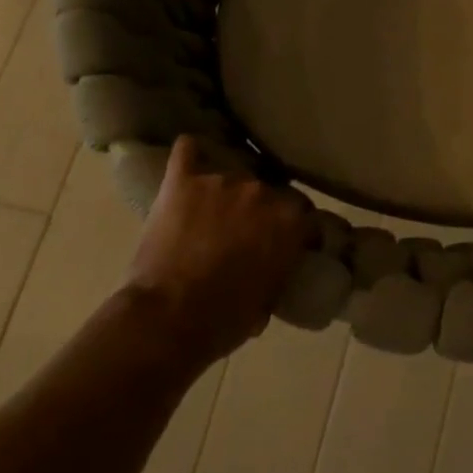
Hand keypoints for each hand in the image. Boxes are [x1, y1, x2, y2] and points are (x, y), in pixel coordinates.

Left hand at [126, 136, 314, 368]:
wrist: (167, 319)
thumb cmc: (224, 321)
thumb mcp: (267, 301)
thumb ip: (278, 271)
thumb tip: (274, 268)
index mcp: (289, 221)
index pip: (305, 214)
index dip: (297, 230)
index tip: (289, 243)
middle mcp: (261, 191)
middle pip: (269, 192)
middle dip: (261, 211)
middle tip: (245, 234)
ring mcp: (221, 181)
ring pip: (232, 177)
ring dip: (226, 195)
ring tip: (210, 216)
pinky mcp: (182, 180)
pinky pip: (188, 151)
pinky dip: (190, 156)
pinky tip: (190, 162)